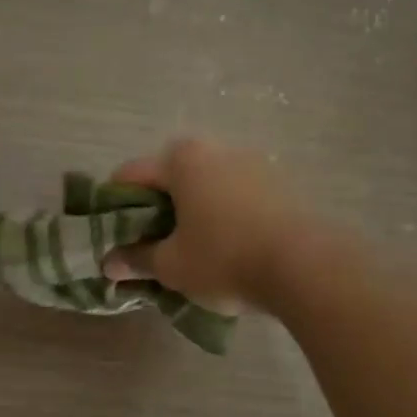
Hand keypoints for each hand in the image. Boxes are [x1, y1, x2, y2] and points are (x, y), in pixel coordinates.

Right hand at [103, 138, 309, 308]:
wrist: (306, 266)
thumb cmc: (225, 258)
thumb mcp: (171, 265)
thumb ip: (136, 259)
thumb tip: (109, 263)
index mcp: (182, 159)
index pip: (129, 176)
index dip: (112, 207)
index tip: (111, 236)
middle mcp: (215, 150)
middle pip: (169, 178)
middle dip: (153, 211)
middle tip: (148, 247)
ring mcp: (251, 163)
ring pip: (203, 187)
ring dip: (188, 213)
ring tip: (187, 251)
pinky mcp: (278, 184)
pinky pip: (233, 196)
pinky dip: (219, 216)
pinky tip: (224, 248)